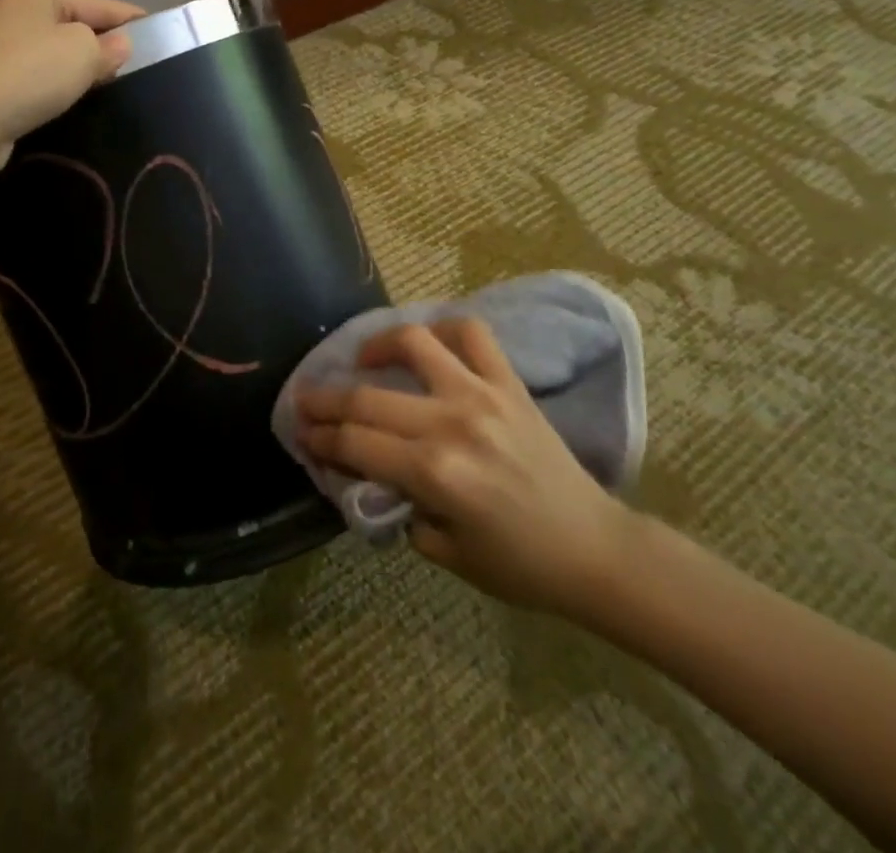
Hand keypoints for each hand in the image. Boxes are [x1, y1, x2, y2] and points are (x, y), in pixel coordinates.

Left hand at [0, 0, 146, 176]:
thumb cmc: (27, 74)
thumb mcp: (81, 52)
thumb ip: (110, 47)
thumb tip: (121, 46)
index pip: (101, 4)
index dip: (134, 21)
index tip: (166, 39)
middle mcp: (15, 12)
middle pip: (78, 29)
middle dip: (107, 49)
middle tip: (143, 74)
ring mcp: (0, 49)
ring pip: (59, 58)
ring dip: (83, 74)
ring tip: (117, 93)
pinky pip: (41, 82)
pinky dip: (60, 92)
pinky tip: (80, 106)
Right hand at [297, 317, 636, 617]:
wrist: (595, 550)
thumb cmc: (519, 565)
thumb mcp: (446, 552)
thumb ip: (399, 506)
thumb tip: (366, 472)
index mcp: (433, 473)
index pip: (355, 443)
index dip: (319, 438)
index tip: (300, 433)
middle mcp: (450, 423)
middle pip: (366, 398)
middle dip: (324, 400)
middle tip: (305, 402)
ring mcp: (481, 394)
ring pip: (412, 344)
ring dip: (375, 347)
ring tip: (362, 359)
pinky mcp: (508, 383)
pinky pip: (471, 335)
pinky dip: (443, 329)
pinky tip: (427, 343)